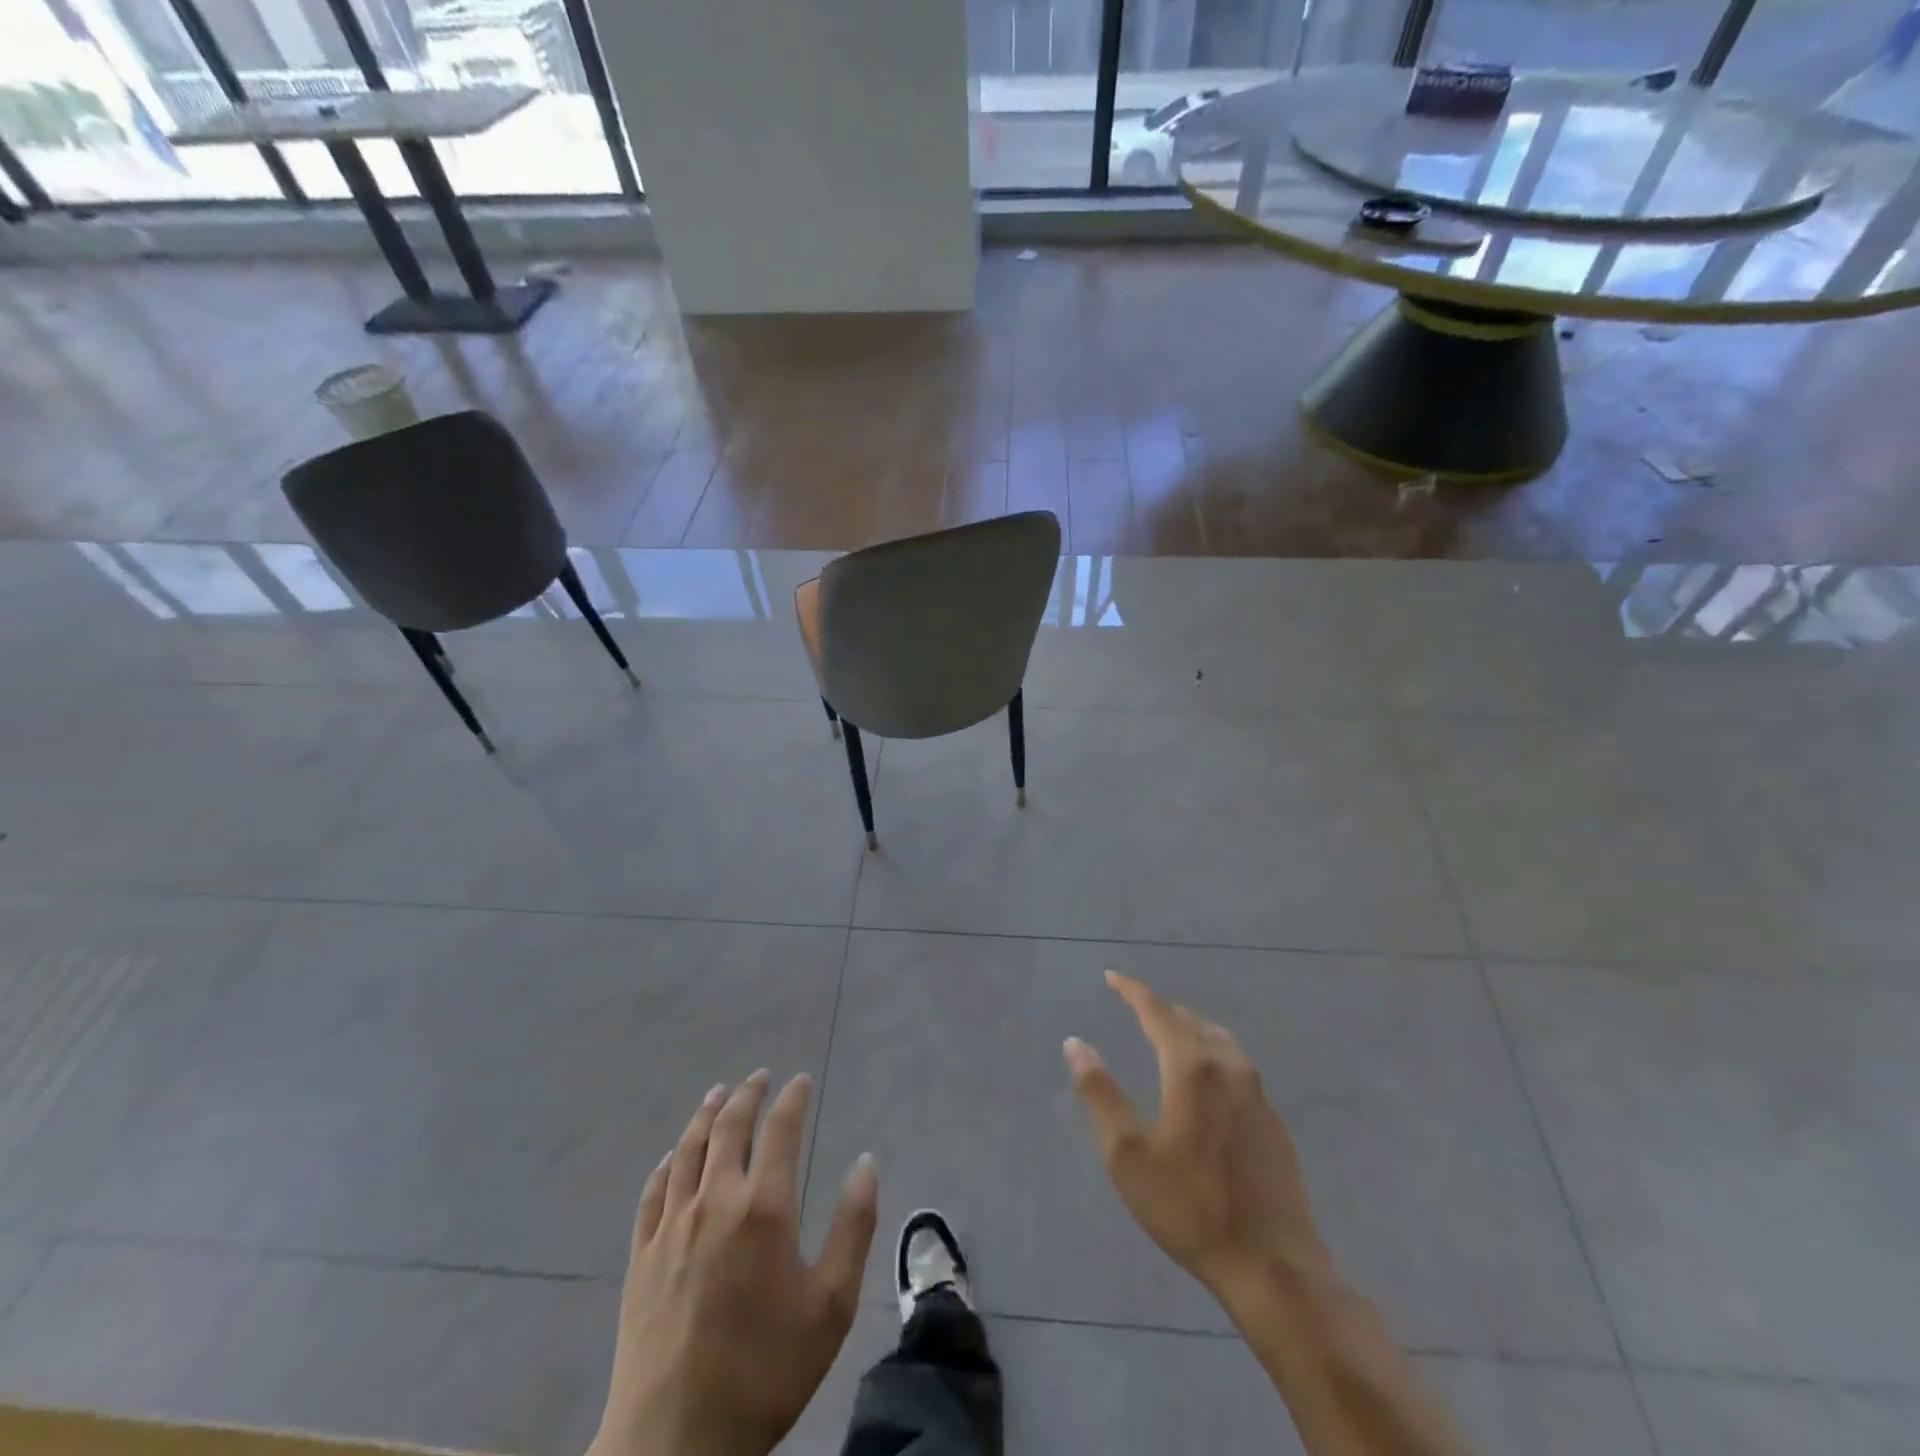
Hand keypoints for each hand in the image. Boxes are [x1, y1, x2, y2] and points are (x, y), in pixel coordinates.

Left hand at [592, 1071, 877, 1455]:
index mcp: (763, 1208)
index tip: (800, 1080)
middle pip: (729, 1128)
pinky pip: (653, 1192)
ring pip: (688, 1150)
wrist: (674, 1444)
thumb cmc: (765, 1372)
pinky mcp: (641, 1256)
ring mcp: (672, 1227)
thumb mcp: (831, 1306)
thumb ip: (853, 1227)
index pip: (780, 1130)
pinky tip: (673, 1156)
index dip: (791, 1099)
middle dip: (748, 1095)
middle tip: (760, 1076)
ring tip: (718, 1093)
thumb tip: (865, 1161)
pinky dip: (667, 1163)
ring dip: (705, 1114)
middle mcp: (715, 1201)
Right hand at [1063, 971, 1326, 1297]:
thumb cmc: (1190, 1208)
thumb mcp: (1128, 1155)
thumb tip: (1075, 1043)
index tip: (1112, 977)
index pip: (1158, 1011)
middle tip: (1134, 1003)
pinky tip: (1204, 1073)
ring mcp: (1256, 1091)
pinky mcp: (1272, 1118)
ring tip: (1167, 1029)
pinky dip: (1210, 1049)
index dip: (1133, 991)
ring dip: (1187, 1025)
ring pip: (1217, 1038)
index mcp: (1191, 1067)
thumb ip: (1100, 1093)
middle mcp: (1228, 1066)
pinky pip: (1236, 1062)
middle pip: (1189, 1019)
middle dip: (1159, 1007)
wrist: (1274, 1266)